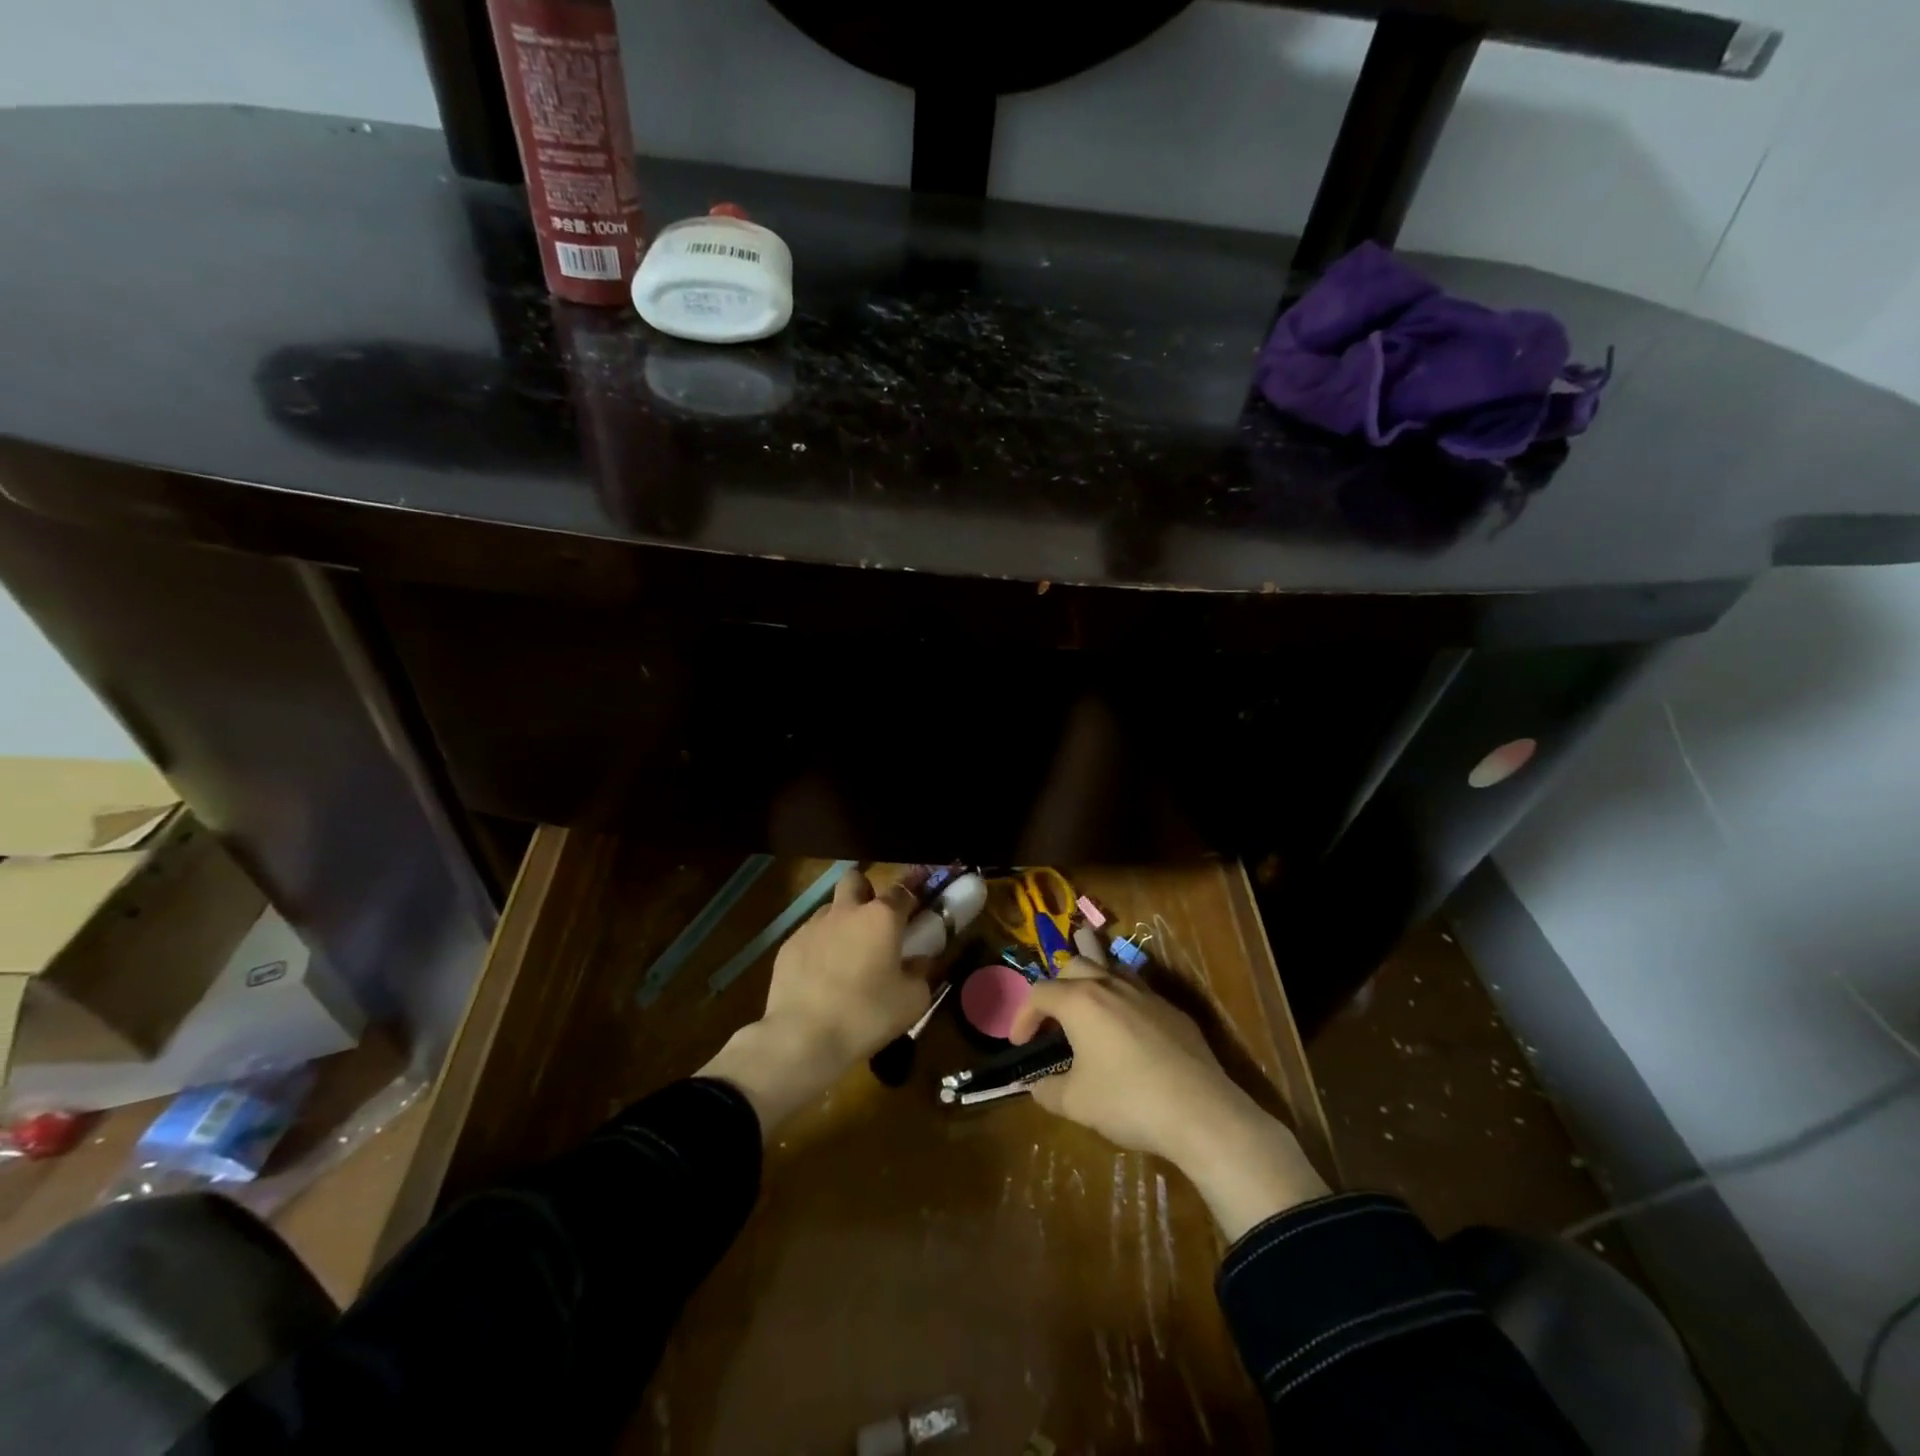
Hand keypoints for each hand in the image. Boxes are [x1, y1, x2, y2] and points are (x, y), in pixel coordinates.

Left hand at [700, 867, 929, 1135]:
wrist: (804, 1037)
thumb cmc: (867, 1015)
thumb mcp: (912, 1001)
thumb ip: (921, 973)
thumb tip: (919, 961)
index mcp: (881, 917)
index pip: (902, 890)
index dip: (912, 894)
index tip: (918, 904)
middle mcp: (846, 911)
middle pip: (855, 880)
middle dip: (866, 891)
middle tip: (874, 920)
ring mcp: (812, 926)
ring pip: (830, 908)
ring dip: (842, 921)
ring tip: (847, 955)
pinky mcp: (788, 946)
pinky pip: (809, 935)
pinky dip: (819, 947)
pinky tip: (821, 977)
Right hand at [1009, 959, 1329, 1239]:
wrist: (1200, 1111)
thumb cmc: (1128, 1101)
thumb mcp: (1076, 1103)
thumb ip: (1048, 1091)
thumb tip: (1035, 1086)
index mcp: (1080, 1001)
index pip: (1039, 993)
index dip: (1023, 1016)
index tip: (1020, 1044)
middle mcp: (1111, 986)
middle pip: (1075, 965)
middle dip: (1057, 986)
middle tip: (1053, 1017)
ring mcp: (1146, 994)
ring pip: (1111, 968)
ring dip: (1093, 982)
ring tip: (1087, 1006)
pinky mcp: (1173, 1011)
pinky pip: (1139, 992)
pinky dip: (1123, 1001)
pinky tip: (1127, 1031)